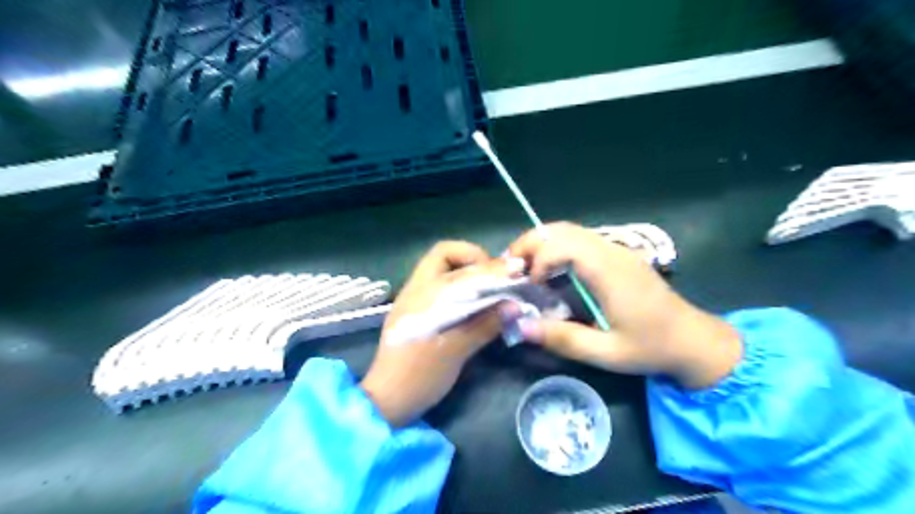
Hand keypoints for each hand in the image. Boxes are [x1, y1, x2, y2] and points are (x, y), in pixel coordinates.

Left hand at [360, 240, 512, 424]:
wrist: (387, 399)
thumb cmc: (420, 375)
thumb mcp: (456, 351)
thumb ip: (485, 324)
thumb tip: (515, 305)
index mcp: (424, 293)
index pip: (457, 263)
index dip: (488, 265)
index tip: (513, 272)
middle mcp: (417, 288)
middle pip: (444, 254)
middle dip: (474, 258)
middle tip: (495, 276)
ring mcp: (414, 298)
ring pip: (442, 269)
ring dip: (467, 271)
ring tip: (490, 286)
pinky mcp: (416, 311)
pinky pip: (440, 285)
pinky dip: (460, 286)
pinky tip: (474, 303)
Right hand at [508, 220, 741, 388]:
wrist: (693, 340)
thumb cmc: (651, 347)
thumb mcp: (606, 353)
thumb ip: (563, 339)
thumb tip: (521, 327)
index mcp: (610, 271)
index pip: (563, 245)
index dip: (538, 261)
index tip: (529, 286)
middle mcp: (611, 252)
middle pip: (562, 229)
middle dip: (530, 243)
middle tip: (510, 266)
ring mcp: (616, 250)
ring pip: (570, 230)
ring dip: (541, 243)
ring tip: (524, 267)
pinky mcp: (617, 255)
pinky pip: (579, 239)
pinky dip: (556, 247)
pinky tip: (550, 270)